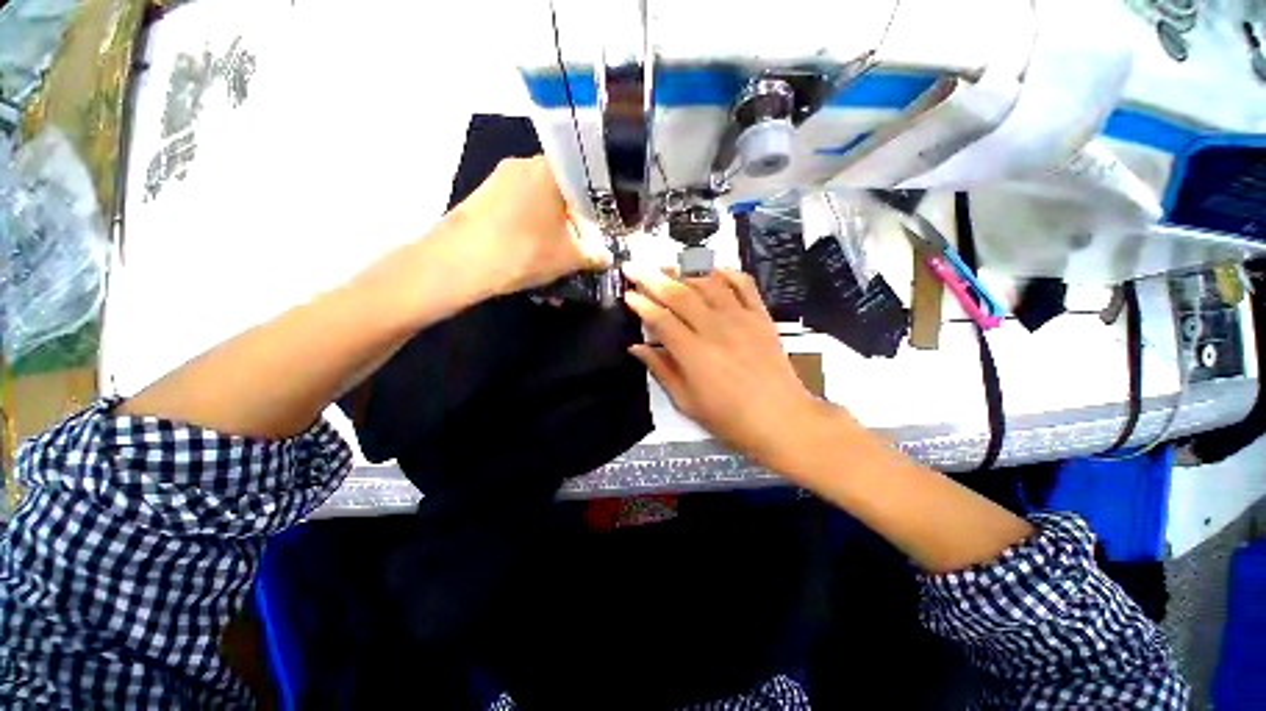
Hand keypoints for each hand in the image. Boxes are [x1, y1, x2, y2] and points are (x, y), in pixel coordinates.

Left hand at [442, 156, 611, 297]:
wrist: (462, 261)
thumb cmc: (527, 251)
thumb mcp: (570, 258)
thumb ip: (594, 256)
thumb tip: (608, 258)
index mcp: (550, 169)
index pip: (584, 182)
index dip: (594, 209)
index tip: (598, 231)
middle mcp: (523, 165)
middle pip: (559, 194)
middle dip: (571, 226)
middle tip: (577, 250)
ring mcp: (498, 179)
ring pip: (536, 206)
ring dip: (549, 233)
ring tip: (554, 263)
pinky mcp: (481, 197)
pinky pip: (516, 212)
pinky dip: (528, 232)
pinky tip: (531, 258)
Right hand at [622, 263, 839, 469]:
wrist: (781, 418)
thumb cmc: (730, 418)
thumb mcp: (687, 402)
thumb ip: (661, 370)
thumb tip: (637, 347)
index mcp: (694, 353)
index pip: (661, 319)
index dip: (641, 304)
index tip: (627, 294)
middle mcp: (715, 328)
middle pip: (679, 294)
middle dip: (652, 278)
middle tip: (634, 266)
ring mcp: (740, 318)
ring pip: (708, 284)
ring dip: (684, 272)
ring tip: (666, 266)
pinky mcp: (761, 316)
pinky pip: (744, 285)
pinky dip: (727, 272)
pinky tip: (713, 269)